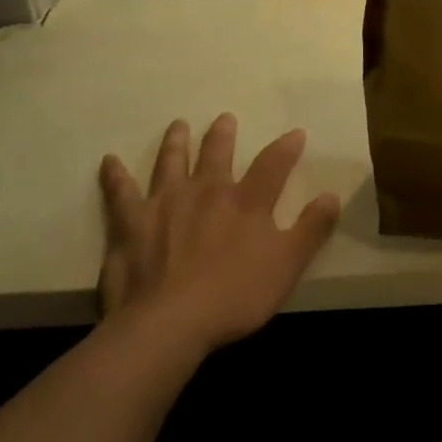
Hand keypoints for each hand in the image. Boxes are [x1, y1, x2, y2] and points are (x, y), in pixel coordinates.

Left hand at [97, 115, 339, 352]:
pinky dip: (115, 176)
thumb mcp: (288, 264)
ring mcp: (165, 204)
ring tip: (178, 126)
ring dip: (176, 143)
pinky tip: (109, 161)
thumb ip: (312, 229)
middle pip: (216, 154)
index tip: (296, 133)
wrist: (170, 323)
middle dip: (222, 135)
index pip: (273, 164)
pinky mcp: (130, 224)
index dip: (287, 147)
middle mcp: (206, 192)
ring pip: (171, 163)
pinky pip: (120, 193)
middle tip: (224, 118)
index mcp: (246, 201)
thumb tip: (332, 195)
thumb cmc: (235, 295)